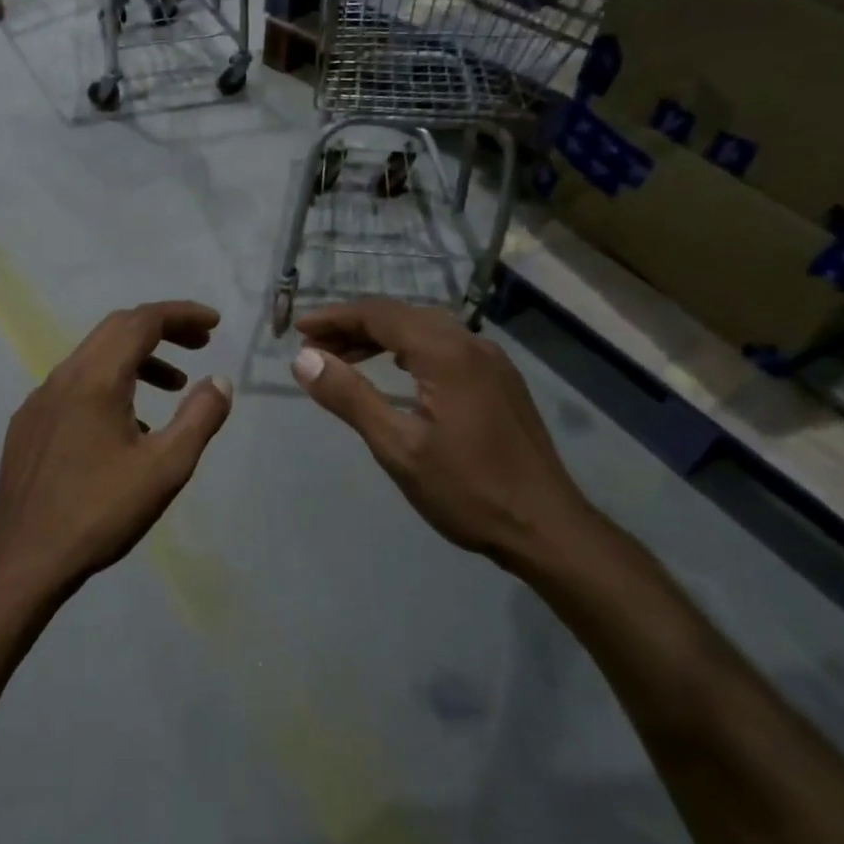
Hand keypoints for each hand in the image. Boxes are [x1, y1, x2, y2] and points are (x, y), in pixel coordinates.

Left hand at [0, 302, 231, 589]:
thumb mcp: (165, 468)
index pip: (142, 322)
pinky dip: (109, 385)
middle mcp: (62, 377)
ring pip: (93, 358)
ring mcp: (39, 400)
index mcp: (96, 379)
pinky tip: (125, 427)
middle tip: (199, 345)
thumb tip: (219, 381)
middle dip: (161, 329)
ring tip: (172, 387)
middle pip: (115, 330)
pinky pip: (74, 387)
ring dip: (136, 360)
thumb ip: (199, 418)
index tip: (214, 324)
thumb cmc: (100, 511)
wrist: (26, 557)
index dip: (182, 314)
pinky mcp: (27, 425)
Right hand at [291, 300, 592, 564]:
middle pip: (402, 316)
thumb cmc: (467, 490)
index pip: (379, 315)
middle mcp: (472, 344)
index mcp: (447, 354)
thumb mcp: (397, 447)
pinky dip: (407, 350)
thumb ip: (350, 396)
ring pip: (424, 330)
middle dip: (353, 326)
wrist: (546, 528)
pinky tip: (394, 371)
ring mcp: (491, 362)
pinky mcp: (499, 381)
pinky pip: (444, 347)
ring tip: (342, 358)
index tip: (297, 328)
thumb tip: (303, 358)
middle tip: (313, 347)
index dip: (334, 317)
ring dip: (380, 337)